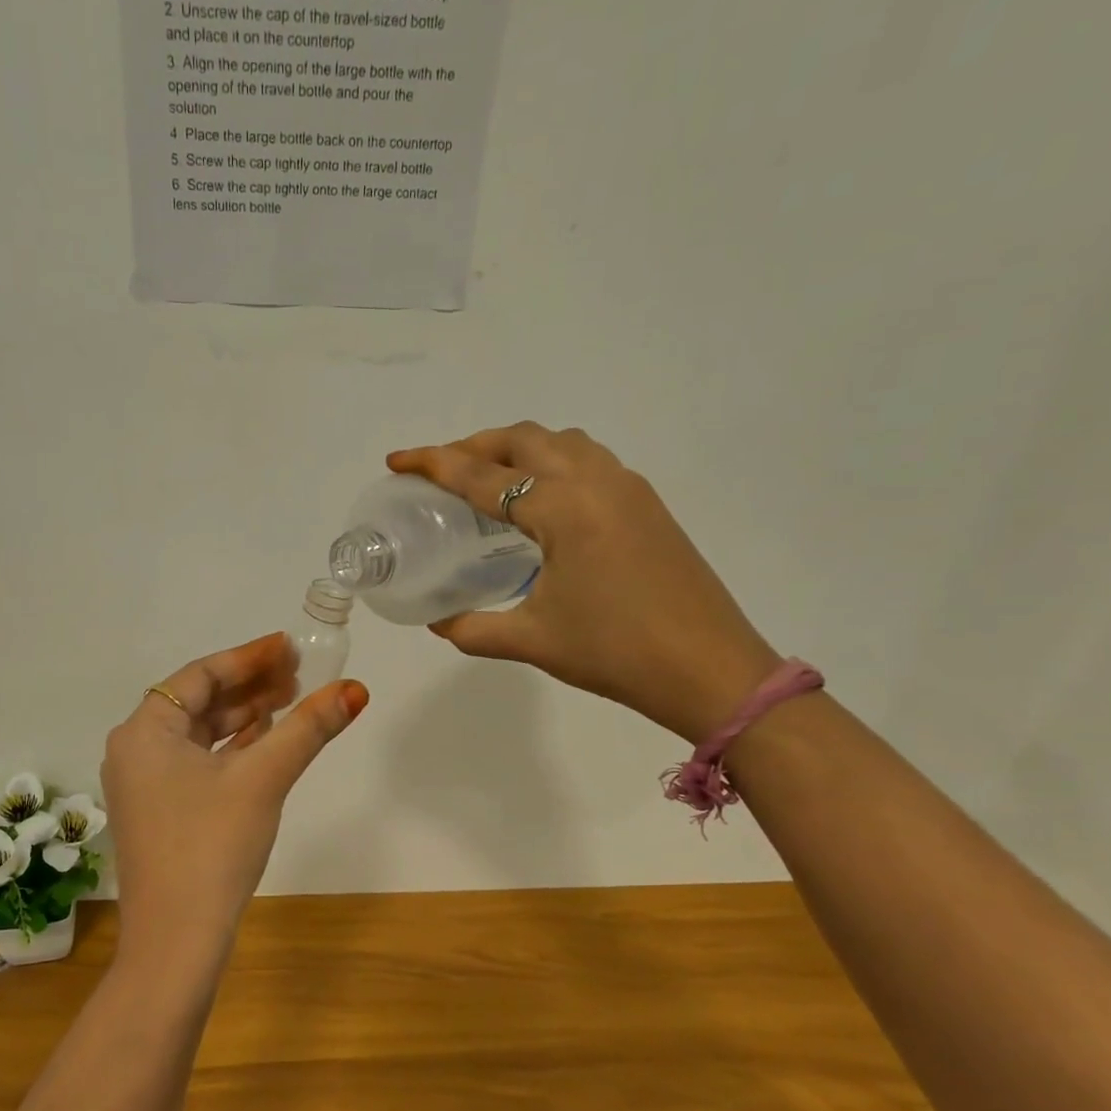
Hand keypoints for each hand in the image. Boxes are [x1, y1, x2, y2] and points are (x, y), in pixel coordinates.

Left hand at [102, 634, 368, 973]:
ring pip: (200, 734)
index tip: (289, 647)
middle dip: (250, 686)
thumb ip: (307, 728)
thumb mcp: (263, 779)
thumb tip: (355, 689)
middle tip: (299, 675)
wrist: (176, 942)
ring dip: (244, 716)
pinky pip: (197, 762)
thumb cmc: (212, 846)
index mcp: (144, 731)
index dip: (248, 657)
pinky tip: (266, 742)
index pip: (200, 675)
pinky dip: (232, 749)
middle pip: (199, 701)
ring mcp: (145, 784)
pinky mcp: (160, 812)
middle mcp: (136, 750)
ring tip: (291, 701)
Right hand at [388, 424, 779, 743]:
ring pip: (562, 442)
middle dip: (474, 446)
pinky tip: (542, 500)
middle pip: (523, 439)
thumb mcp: (533, 641)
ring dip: (517, 448)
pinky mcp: (648, 504)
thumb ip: (473, 628)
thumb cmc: (616, 653)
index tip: (398, 460)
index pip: (483, 476)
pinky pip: (589, 460)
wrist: (711, 670)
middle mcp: (596, 481)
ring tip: (488, 478)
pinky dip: (552, 462)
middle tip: (440, 471)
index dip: (434, 465)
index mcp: (563, 508)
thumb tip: (438, 621)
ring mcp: (628, 488)